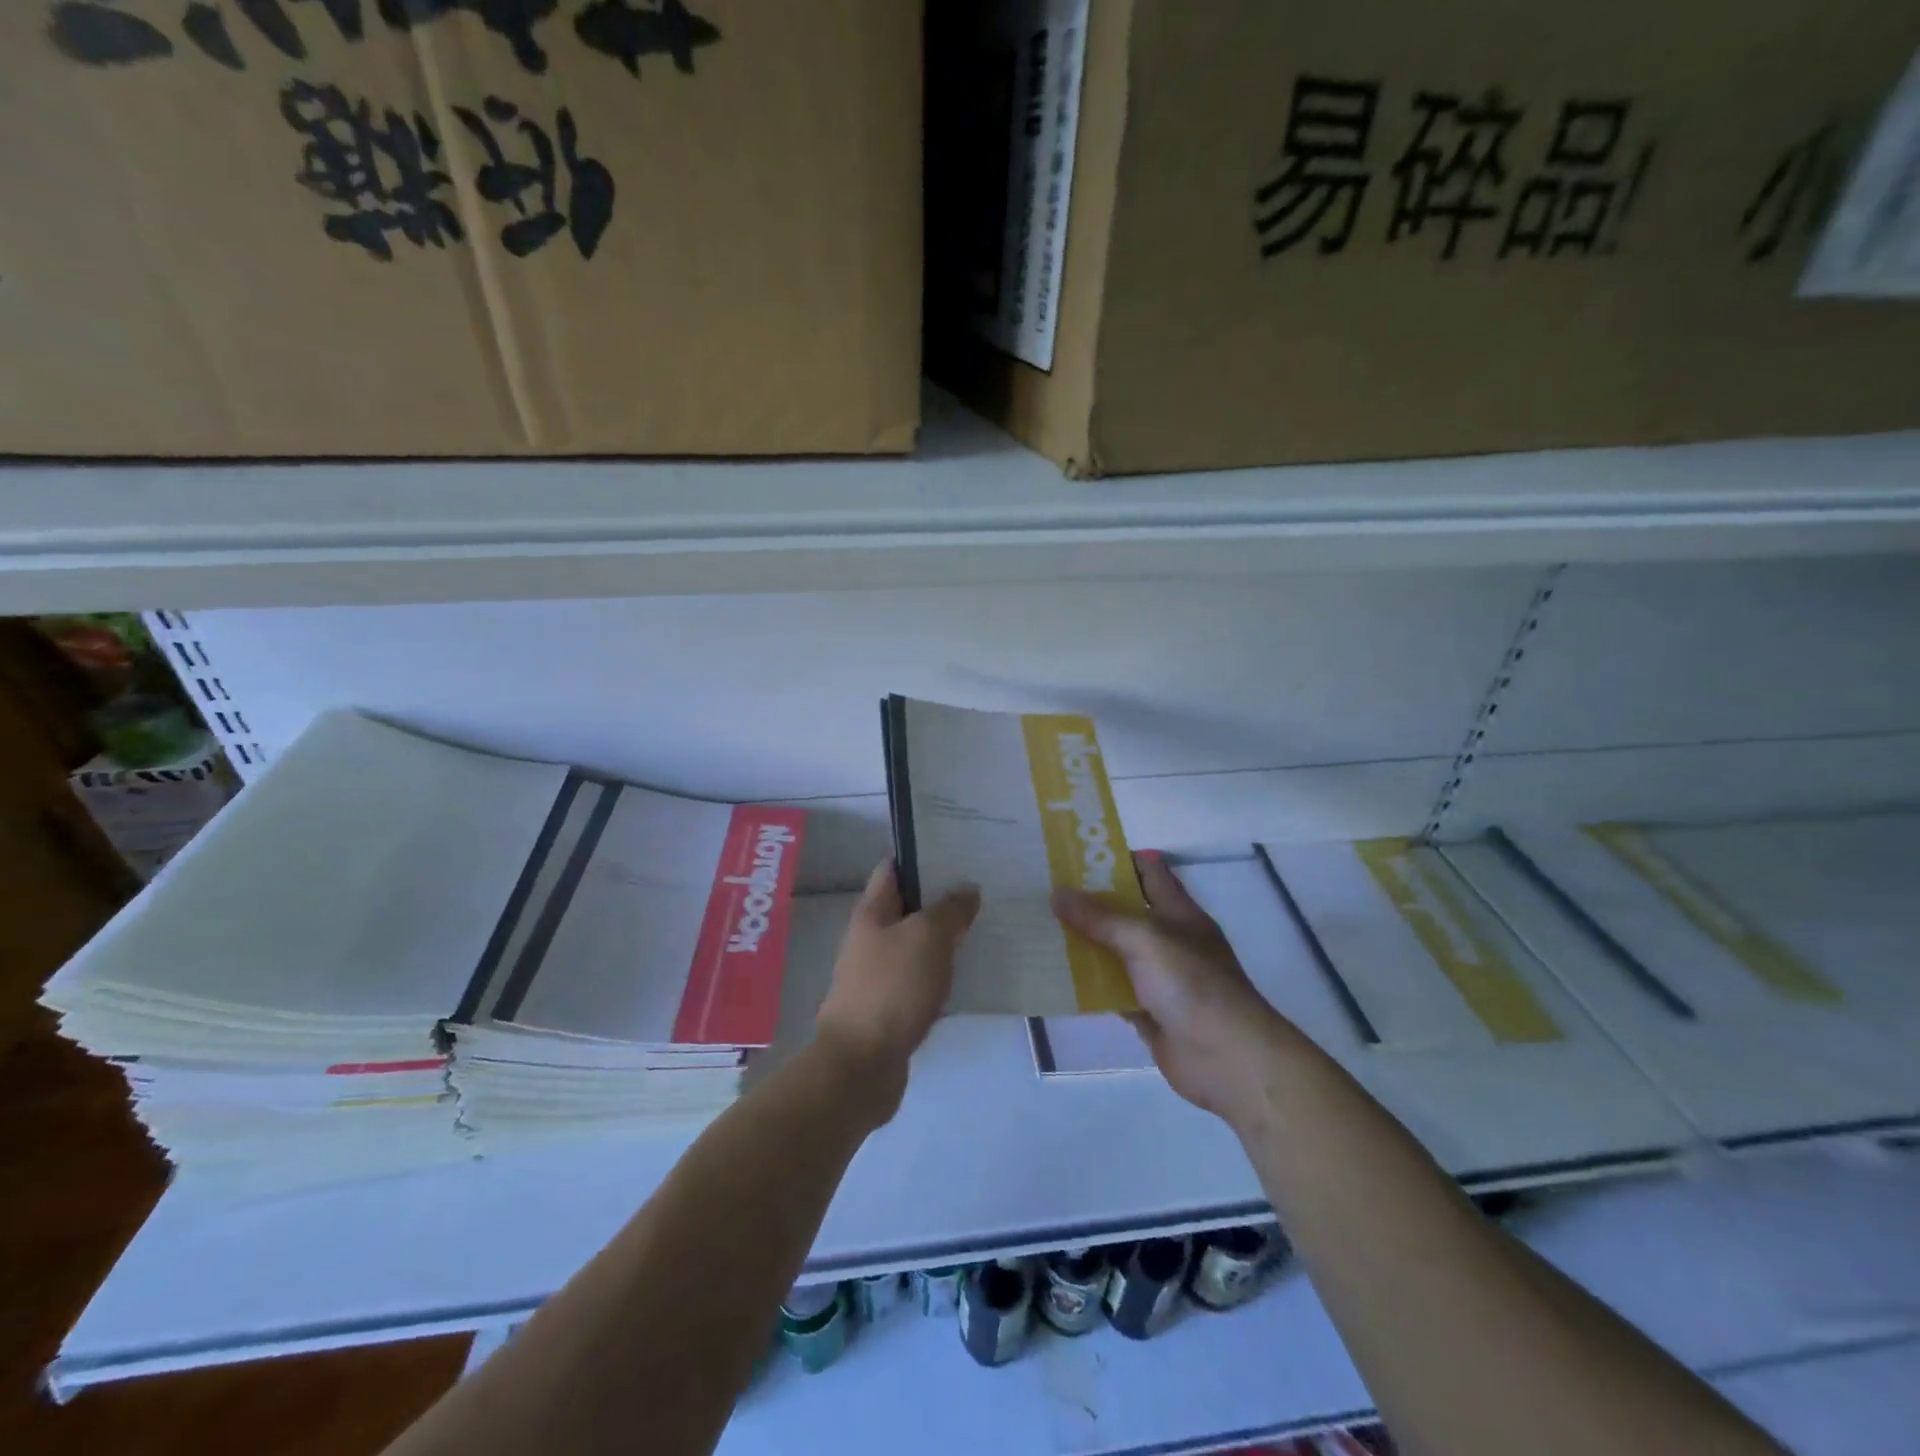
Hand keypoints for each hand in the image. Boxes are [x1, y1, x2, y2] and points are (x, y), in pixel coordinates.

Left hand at [815, 860, 979, 1118]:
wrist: (861, 1065)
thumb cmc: (892, 989)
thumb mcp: (927, 937)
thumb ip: (950, 909)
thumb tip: (967, 889)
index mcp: (872, 912)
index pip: (894, 867)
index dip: (923, 854)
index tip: (959, 848)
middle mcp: (871, 937)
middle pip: (908, 905)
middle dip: (942, 895)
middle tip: (984, 886)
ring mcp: (879, 973)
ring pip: (917, 942)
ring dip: (946, 934)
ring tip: (986, 924)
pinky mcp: (891, 1005)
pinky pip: (921, 977)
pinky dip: (943, 970)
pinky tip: (971, 971)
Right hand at [1052, 856, 1297, 1124]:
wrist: (1227, 1058)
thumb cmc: (1192, 984)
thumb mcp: (1145, 939)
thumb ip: (1100, 917)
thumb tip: (1057, 893)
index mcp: (1178, 912)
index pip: (1148, 872)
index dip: (1116, 859)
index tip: (1075, 853)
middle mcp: (1168, 940)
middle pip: (1125, 911)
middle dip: (1089, 901)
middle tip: (1046, 889)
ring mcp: (1158, 977)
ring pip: (1114, 951)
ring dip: (1083, 942)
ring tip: (1041, 927)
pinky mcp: (1147, 1011)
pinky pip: (1111, 989)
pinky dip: (1087, 984)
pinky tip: (1056, 976)